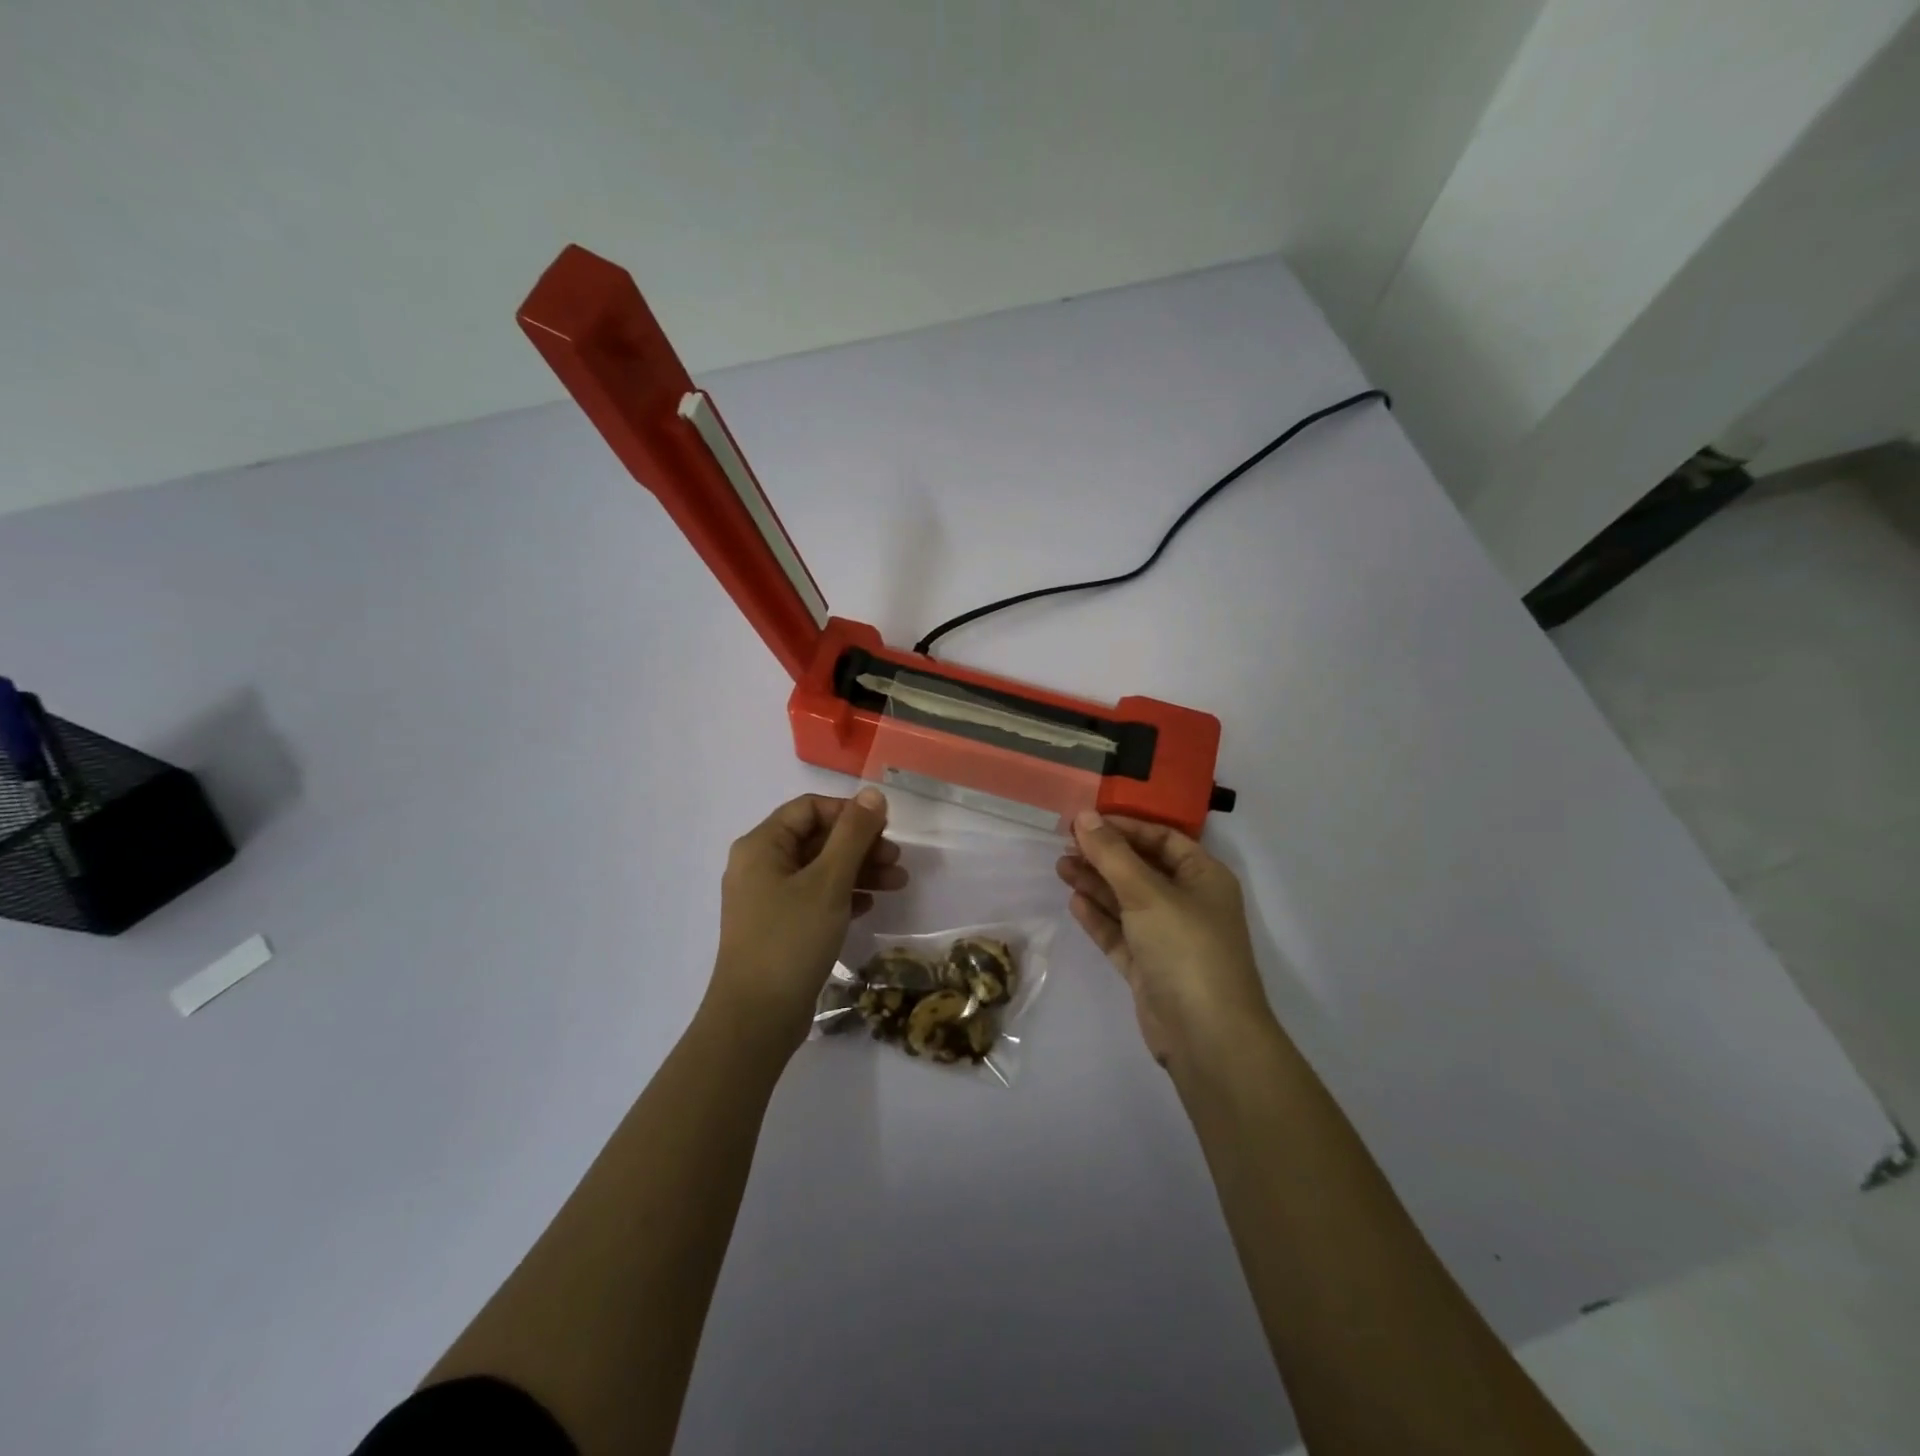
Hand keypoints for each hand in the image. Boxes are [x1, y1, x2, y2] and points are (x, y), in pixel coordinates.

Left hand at [707, 789, 906, 1054]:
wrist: (756, 1018)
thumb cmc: (791, 940)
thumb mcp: (828, 882)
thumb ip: (853, 835)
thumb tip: (873, 793)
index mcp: (762, 846)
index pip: (809, 809)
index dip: (849, 813)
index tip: (885, 829)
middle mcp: (759, 866)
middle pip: (816, 839)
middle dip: (860, 845)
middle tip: (897, 860)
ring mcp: (766, 898)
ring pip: (819, 870)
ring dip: (858, 871)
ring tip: (897, 883)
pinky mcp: (778, 927)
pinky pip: (814, 897)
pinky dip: (843, 895)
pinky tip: (870, 906)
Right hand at [1056, 810, 1275, 1068]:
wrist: (1207, 1036)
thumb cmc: (1185, 948)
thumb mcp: (1147, 893)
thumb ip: (1112, 854)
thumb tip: (1084, 816)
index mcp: (1204, 877)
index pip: (1162, 838)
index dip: (1125, 827)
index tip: (1086, 821)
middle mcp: (1189, 903)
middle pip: (1142, 868)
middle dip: (1105, 856)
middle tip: (1065, 845)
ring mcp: (1169, 937)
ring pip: (1127, 901)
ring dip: (1096, 884)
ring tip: (1060, 867)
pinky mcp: (1150, 967)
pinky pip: (1121, 933)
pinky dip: (1099, 918)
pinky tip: (1074, 902)